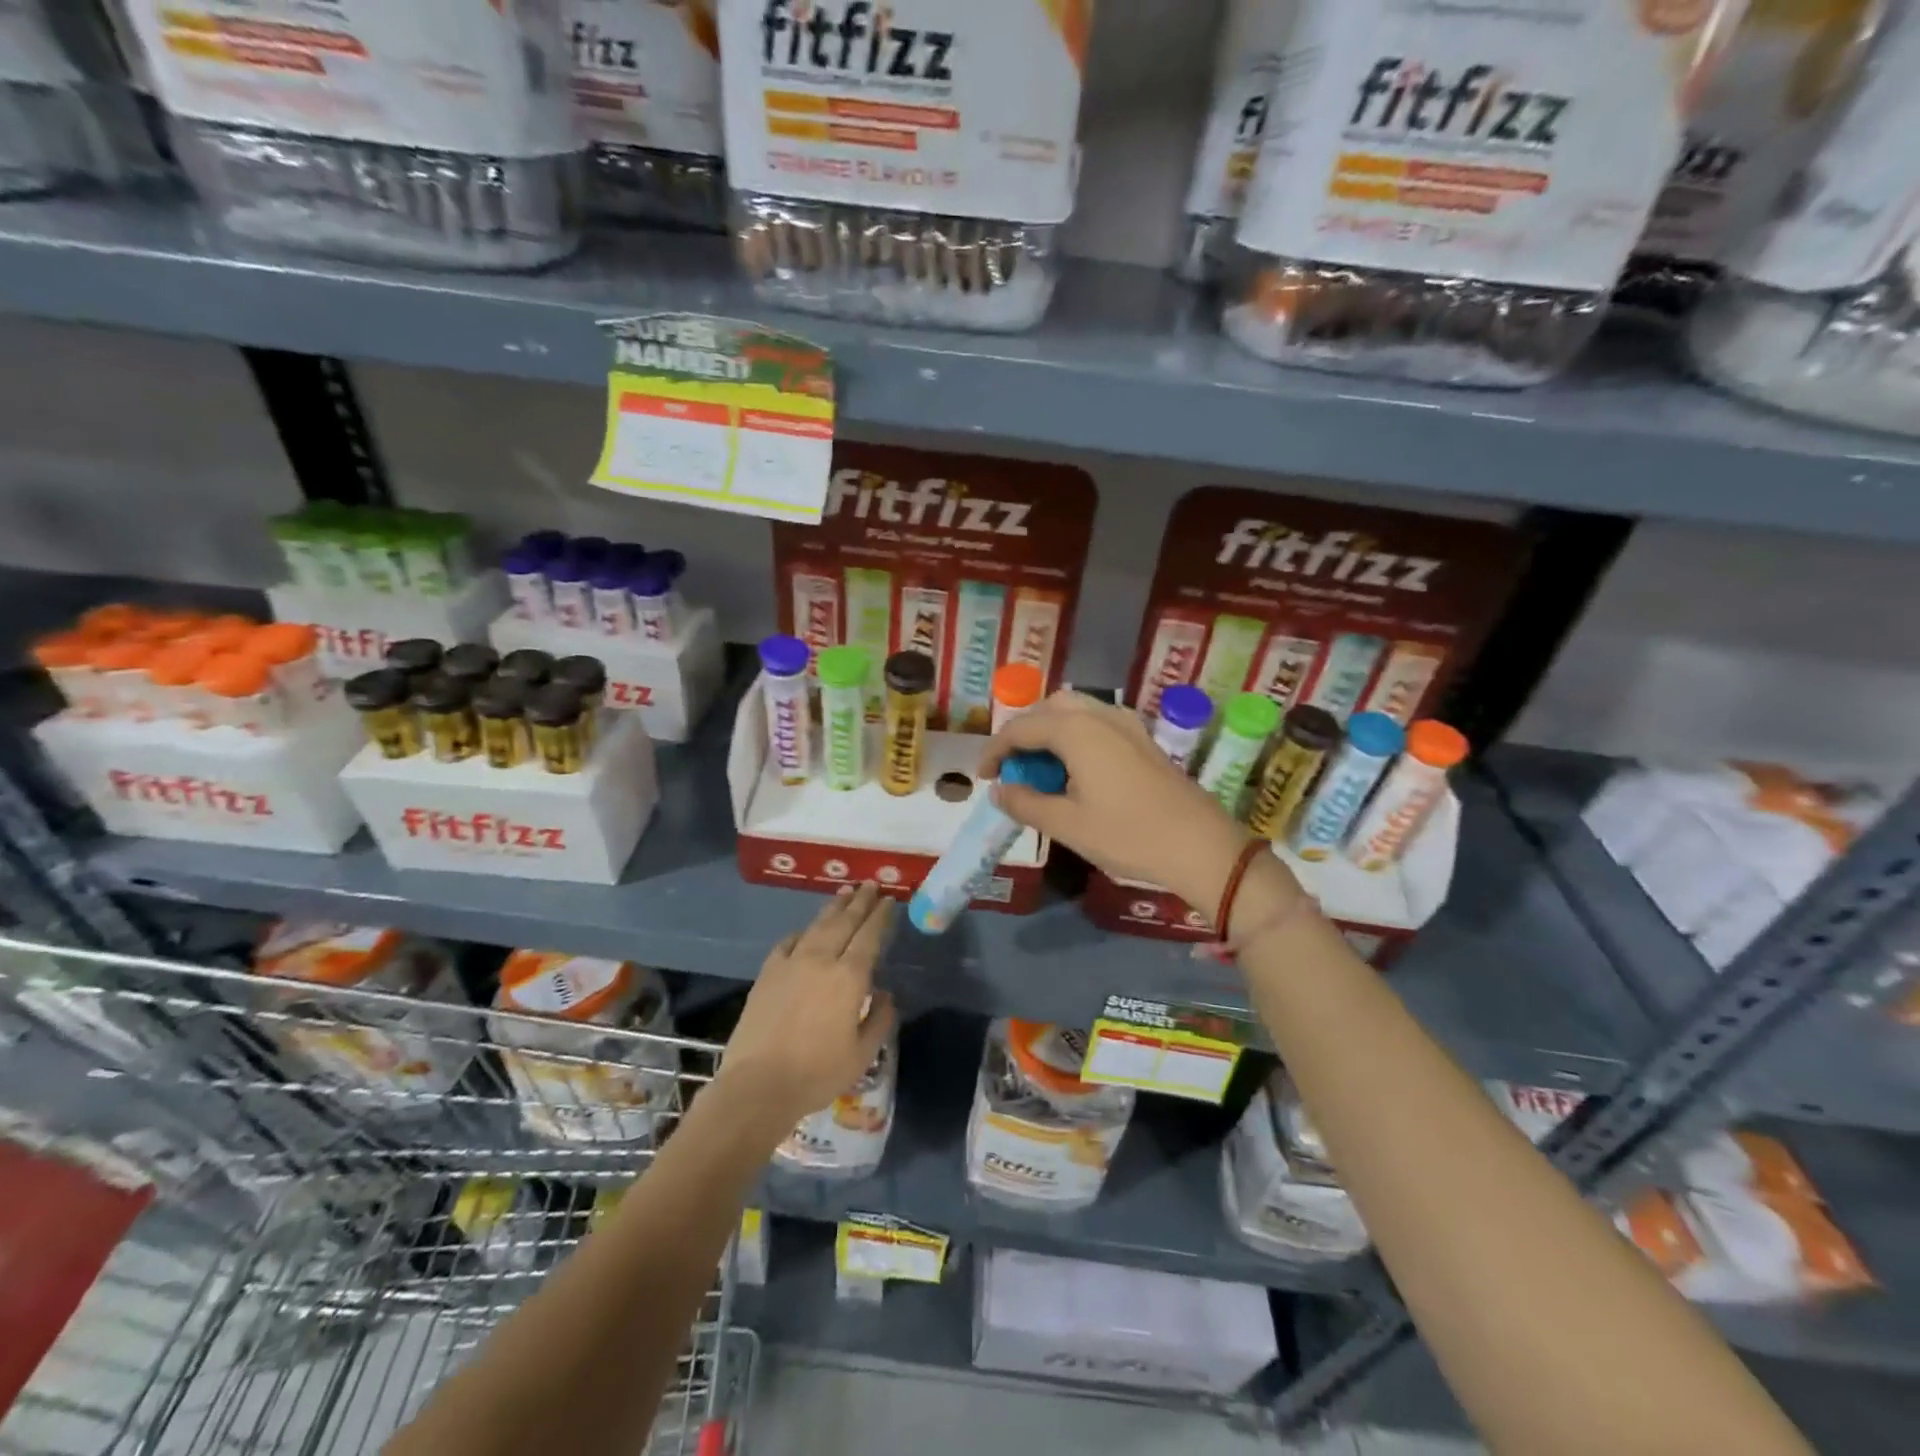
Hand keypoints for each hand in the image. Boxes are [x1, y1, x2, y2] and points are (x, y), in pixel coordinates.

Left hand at [718, 882, 896, 1131]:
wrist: (757, 1085)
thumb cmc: (816, 1073)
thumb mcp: (862, 1054)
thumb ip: (880, 1019)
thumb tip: (885, 995)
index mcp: (849, 977)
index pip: (869, 936)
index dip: (880, 916)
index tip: (888, 900)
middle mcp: (821, 960)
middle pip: (844, 922)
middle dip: (860, 901)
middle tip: (870, 884)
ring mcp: (791, 963)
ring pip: (817, 926)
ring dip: (833, 908)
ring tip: (844, 893)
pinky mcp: (767, 974)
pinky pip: (788, 943)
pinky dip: (802, 932)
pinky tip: (805, 931)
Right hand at [982, 691, 1265, 914]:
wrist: (1202, 846)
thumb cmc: (1129, 835)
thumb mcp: (1068, 825)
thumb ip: (1026, 804)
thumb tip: (999, 791)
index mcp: (1076, 731)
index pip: (1021, 728)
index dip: (995, 750)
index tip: (983, 778)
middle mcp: (1100, 715)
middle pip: (1048, 708)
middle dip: (1023, 733)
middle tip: (1012, 768)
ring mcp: (1126, 724)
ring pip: (1075, 710)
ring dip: (1050, 731)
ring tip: (1041, 769)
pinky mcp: (1143, 738)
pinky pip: (1097, 722)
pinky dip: (1075, 735)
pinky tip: (1077, 769)